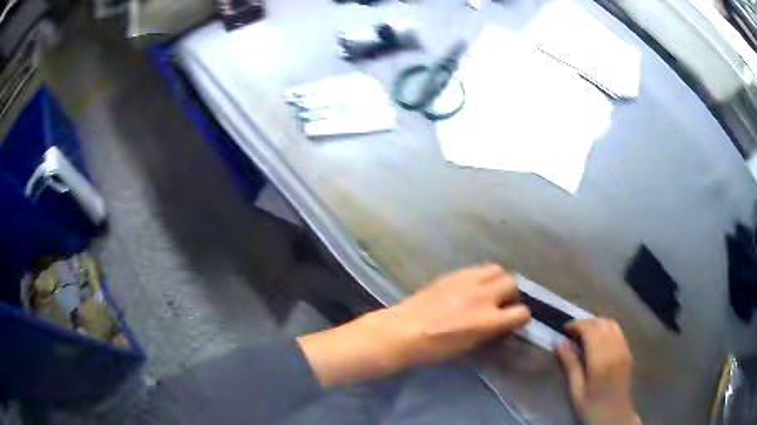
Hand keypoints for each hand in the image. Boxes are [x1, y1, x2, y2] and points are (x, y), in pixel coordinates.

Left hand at [385, 263, 531, 365]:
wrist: (403, 330)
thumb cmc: (434, 348)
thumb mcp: (468, 347)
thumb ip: (489, 332)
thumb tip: (500, 323)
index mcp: (488, 320)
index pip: (521, 313)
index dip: (521, 318)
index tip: (515, 321)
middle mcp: (483, 297)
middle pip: (512, 283)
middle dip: (511, 295)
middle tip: (501, 304)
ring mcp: (468, 282)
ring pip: (497, 269)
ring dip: (498, 280)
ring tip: (488, 291)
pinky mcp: (453, 274)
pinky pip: (477, 268)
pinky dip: (481, 276)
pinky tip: (471, 286)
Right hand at [556, 319, 640, 424]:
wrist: (615, 416)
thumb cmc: (591, 407)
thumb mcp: (576, 390)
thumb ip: (570, 364)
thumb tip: (559, 342)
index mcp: (601, 360)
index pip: (590, 330)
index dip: (576, 325)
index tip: (564, 329)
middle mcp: (615, 349)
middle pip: (601, 323)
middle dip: (585, 322)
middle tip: (571, 333)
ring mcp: (624, 349)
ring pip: (611, 323)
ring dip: (597, 323)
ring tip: (584, 335)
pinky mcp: (628, 351)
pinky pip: (618, 331)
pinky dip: (606, 329)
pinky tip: (598, 341)